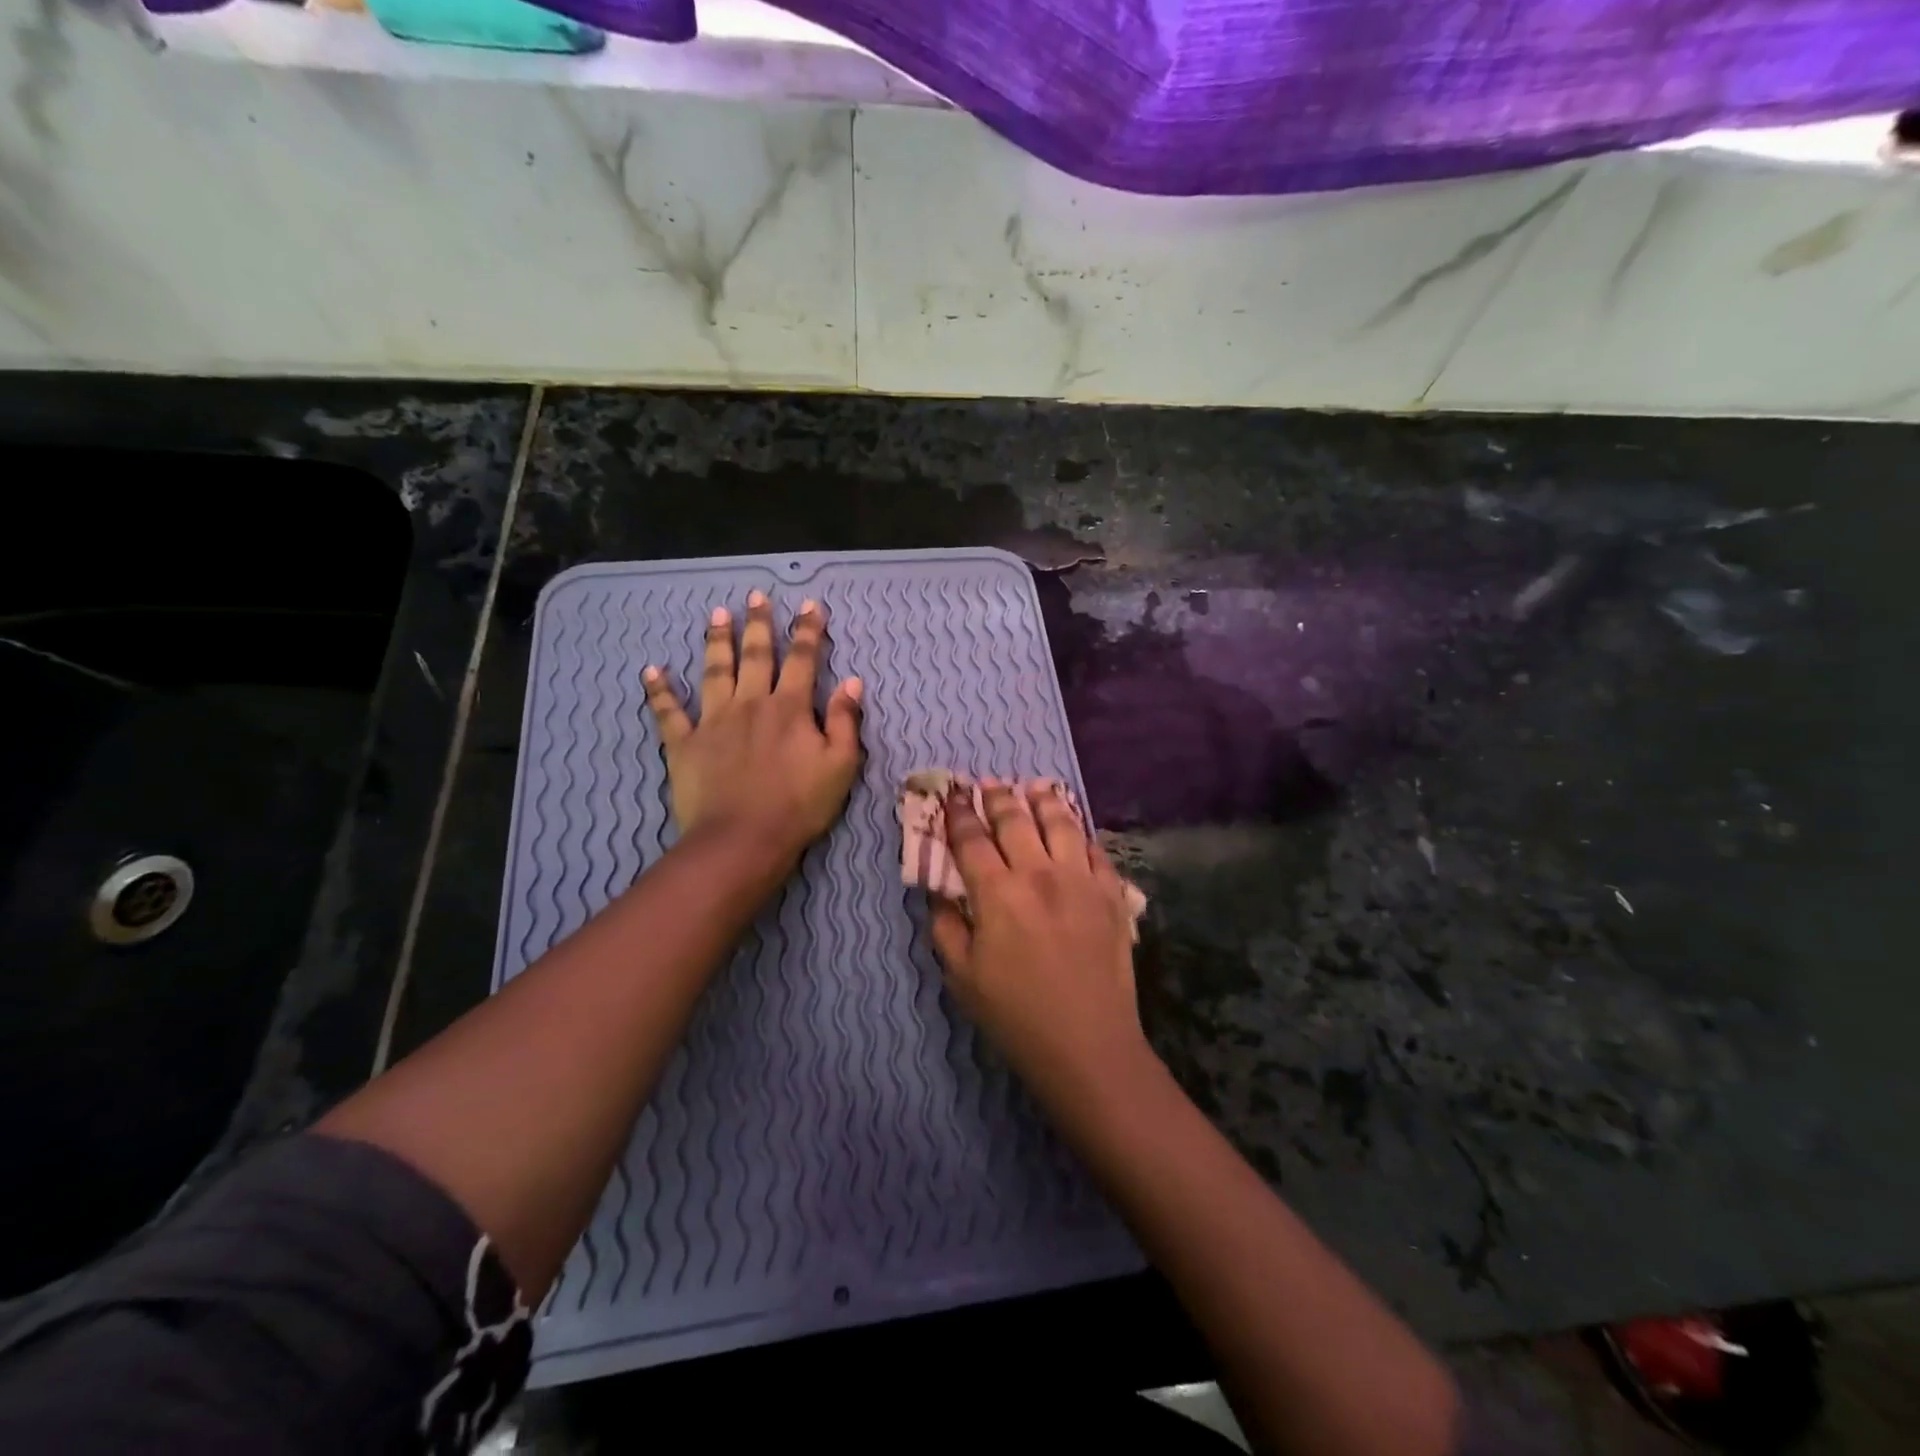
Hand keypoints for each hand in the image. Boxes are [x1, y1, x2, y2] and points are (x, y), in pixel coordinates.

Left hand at [643, 592, 862, 861]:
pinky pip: (669, 713)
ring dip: (717, 641)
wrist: (744, 840)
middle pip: (756, 655)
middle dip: (759, 624)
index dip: (808, 631)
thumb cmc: (799, 805)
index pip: (802, 660)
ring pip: (715, 671)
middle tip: (756, 595)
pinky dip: (660, 692)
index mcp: (790, 708)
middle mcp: (750, 703)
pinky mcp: (685, 744)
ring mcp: (714, 721)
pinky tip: (652, 671)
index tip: (811, 606)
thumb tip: (851, 681)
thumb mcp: (840, 765)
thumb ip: (845, 721)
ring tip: (717, 614)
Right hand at [930, 781, 1149, 1091]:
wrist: (1088, 1046)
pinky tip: (1075, 829)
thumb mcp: (962, 977)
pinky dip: (1081, 833)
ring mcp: (1081, 880)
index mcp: (998, 893)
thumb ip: (946, 927)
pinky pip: (1096, 849)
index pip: (972, 840)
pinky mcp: (1112, 895)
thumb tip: (939, 892)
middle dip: (998, 798)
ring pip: (1061, 823)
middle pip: (1016, 821)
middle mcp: (1040, 874)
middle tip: (989, 784)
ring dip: (1043, 801)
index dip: (959, 815)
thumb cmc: (1016, 1015)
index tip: (953, 796)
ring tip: (1033, 787)